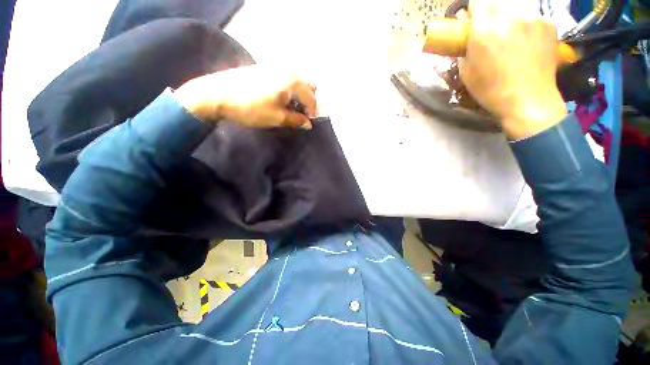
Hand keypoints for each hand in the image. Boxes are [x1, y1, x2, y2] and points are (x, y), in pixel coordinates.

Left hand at [174, 65, 316, 129]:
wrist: (218, 94)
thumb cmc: (251, 108)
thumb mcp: (277, 118)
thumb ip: (296, 120)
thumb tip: (308, 124)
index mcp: (292, 82)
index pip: (311, 98)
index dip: (312, 113)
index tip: (307, 123)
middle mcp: (287, 70)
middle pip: (307, 86)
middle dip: (307, 101)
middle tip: (300, 114)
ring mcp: (275, 66)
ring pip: (296, 80)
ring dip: (298, 94)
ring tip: (290, 107)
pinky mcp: (264, 67)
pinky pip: (285, 77)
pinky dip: (288, 88)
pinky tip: (279, 98)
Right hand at [458, 0, 566, 138]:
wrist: (528, 100)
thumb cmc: (490, 90)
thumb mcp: (467, 72)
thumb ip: (464, 48)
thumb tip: (465, 33)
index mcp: (485, 29)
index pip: (478, 0)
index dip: (474, 8)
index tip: (473, 18)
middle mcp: (510, 15)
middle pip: (498, 0)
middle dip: (491, 10)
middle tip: (491, 28)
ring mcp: (533, 17)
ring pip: (517, 6)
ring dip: (510, 16)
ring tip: (511, 34)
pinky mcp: (549, 23)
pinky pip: (533, 15)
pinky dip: (527, 24)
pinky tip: (527, 41)